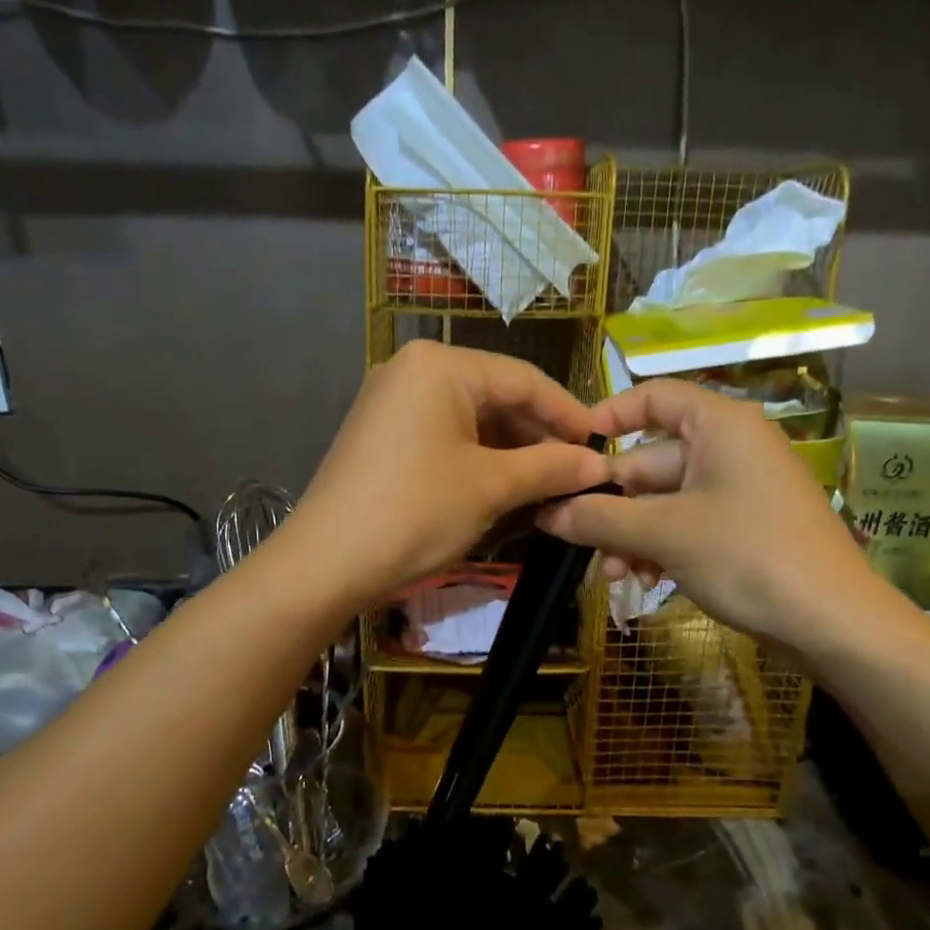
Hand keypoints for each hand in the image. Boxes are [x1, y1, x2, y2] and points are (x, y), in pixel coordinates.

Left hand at [287, 342, 610, 604]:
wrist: (325, 564)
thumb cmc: (415, 513)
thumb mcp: (490, 488)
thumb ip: (550, 468)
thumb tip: (600, 464)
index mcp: (440, 365)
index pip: (525, 379)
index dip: (569, 413)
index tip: (604, 445)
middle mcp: (412, 369)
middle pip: (496, 394)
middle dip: (539, 435)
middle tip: (577, 471)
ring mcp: (391, 400)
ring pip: (470, 417)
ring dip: (511, 449)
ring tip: (547, 483)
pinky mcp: (381, 433)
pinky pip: (443, 433)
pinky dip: (477, 456)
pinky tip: (504, 484)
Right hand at [539, 379, 882, 652]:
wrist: (833, 623)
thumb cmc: (748, 556)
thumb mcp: (664, 534)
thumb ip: (599, 518)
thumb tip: (546, 512)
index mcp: (719, 425)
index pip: (653, 397)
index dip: (607, 416)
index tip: (569, 450)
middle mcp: (729, 448)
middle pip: (649, 461)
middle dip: (612, 505)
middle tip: (576, 539)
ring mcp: (738, 490)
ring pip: (663, 501)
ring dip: (630, 535)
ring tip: (612, 575)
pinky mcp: (743, 528)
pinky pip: (685, 525)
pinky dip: (659, 548)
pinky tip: (642, 581)